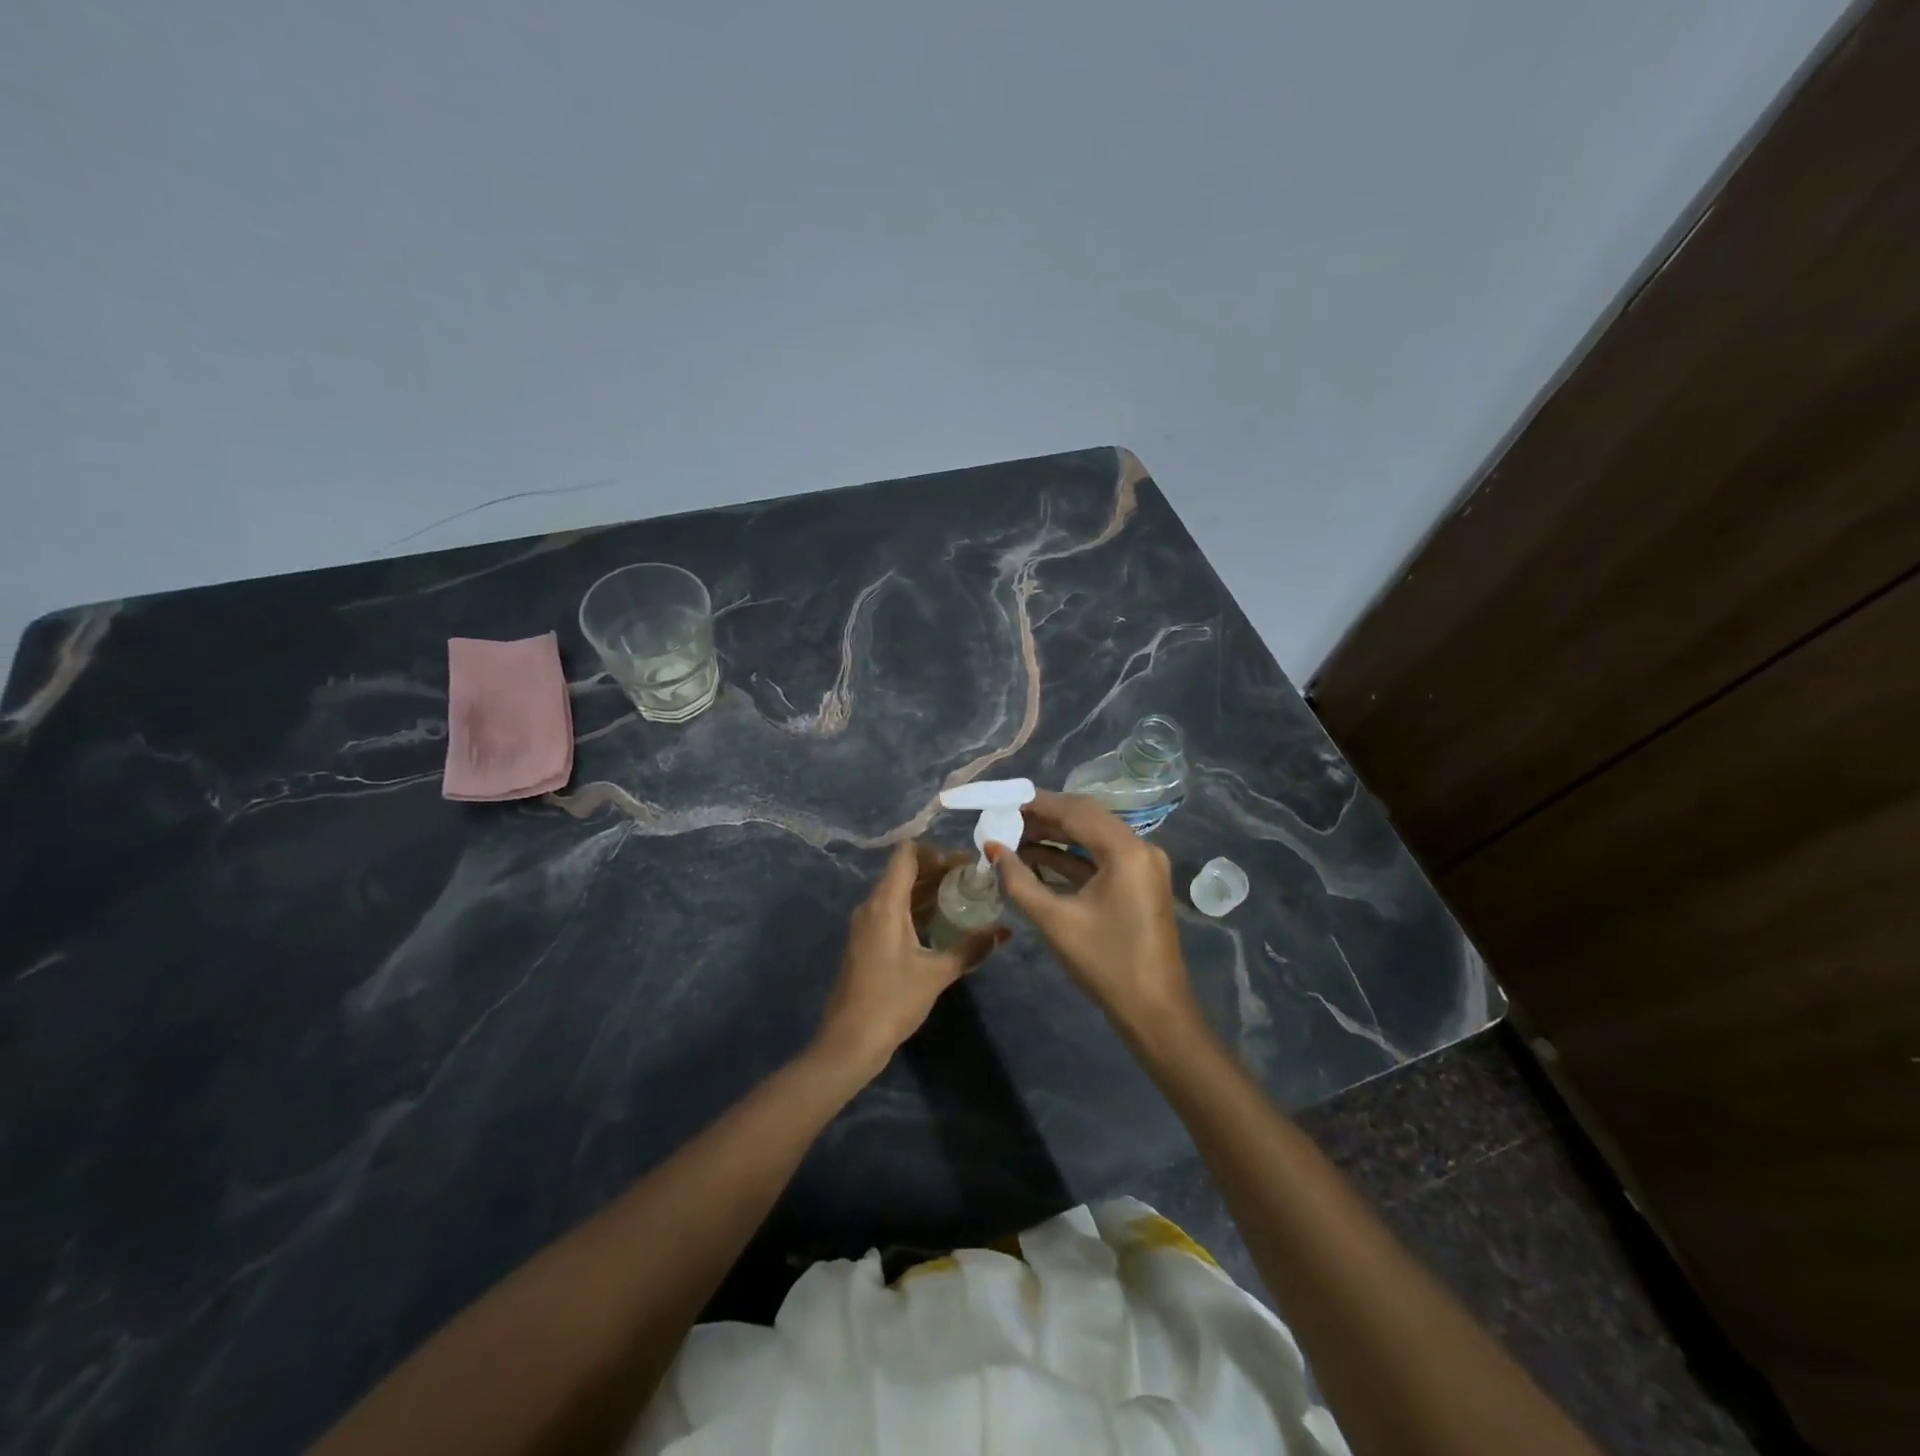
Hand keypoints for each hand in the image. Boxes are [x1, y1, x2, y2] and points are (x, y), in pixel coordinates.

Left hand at [814, 841, 1008, 1075]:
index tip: (967, 863)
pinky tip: (942, 920)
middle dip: (939, 870)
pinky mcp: (867, 940)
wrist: (850, 1041)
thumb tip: (1005, 930)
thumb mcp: (937, 974)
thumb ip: (971, 948)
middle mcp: (872, 905)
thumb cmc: (892, 1002)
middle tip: (974, 879)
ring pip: (899, 891)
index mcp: (885, 904)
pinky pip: (893, 910)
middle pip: (905, 870)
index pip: (907, 854)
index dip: (938, 852)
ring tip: (965, 896)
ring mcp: (866, 923)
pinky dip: (917, 907)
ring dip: (929, 889)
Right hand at [989, 790, 1196, 1040]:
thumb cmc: (1105, 964)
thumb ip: (1019, 880)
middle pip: (1086, 817)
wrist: (1154, 1012)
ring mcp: (1142, 865)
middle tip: (1004, 819)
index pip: (1076, 810)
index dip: (1036, 803)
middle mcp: (1140, 848)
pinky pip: (1100, 857)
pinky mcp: (1138, 882)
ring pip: (1092, 836)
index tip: (1002, 799)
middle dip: (1044, 817)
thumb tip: (992, 848)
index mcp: (1126, 850)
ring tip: (1013, 838)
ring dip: (1055, 836)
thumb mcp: (1055, 921)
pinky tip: (1035, 859)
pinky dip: (1070, 856)